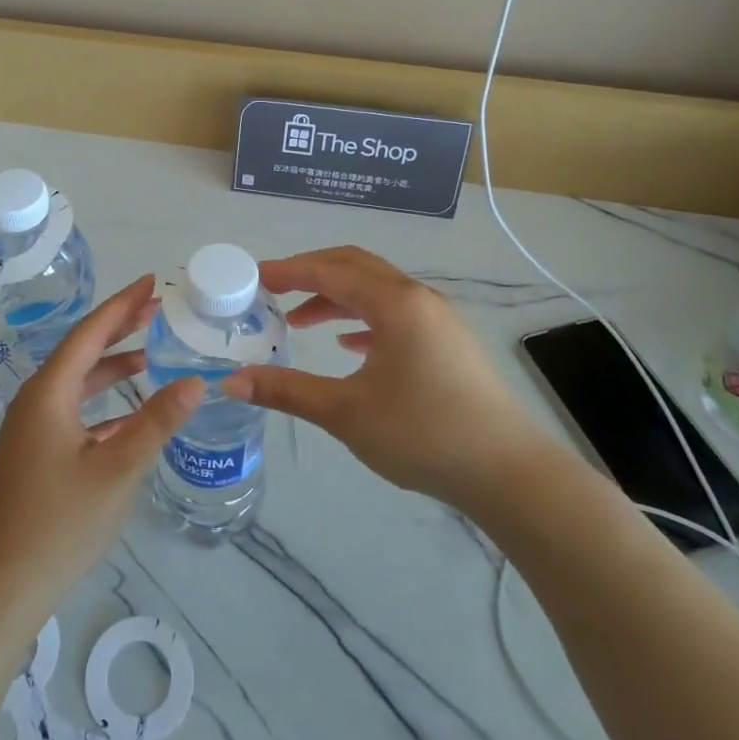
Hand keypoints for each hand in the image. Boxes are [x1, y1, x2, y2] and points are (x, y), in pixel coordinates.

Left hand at [0, 275, 201, 626]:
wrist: (4, 585)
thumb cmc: (61, 522)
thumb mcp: (118, 468)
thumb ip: (157, 422)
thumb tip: (195, 381)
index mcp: (48, 393)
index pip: (90, 333)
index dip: (122, 304)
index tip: (152, 282)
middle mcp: (35, 400)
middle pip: (82, 351)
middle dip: (120, 328)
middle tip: (158, 307)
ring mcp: (32, 428)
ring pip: (79, 382)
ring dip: (113, 366)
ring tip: (152, 353)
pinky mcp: (36, 453)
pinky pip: (75, 411)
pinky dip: (104, 402)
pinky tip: (131, 412)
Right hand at [221, 246, 540, 507]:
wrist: (506, 472)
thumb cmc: (422, 433)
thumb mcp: (345, 413)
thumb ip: (287, 390)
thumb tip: (231, 381)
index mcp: (394, 303)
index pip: (329, 270)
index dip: (287, 270)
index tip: (252, 277)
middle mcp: (417, 298)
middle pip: (354, 267)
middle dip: (310, 274)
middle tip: (272, 291)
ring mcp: (437, 319)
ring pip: (375, 291)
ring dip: (335, 298)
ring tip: (299, 322)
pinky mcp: (446, 342)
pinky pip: (395, 314)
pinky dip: (363, 320)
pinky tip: (349, 347)